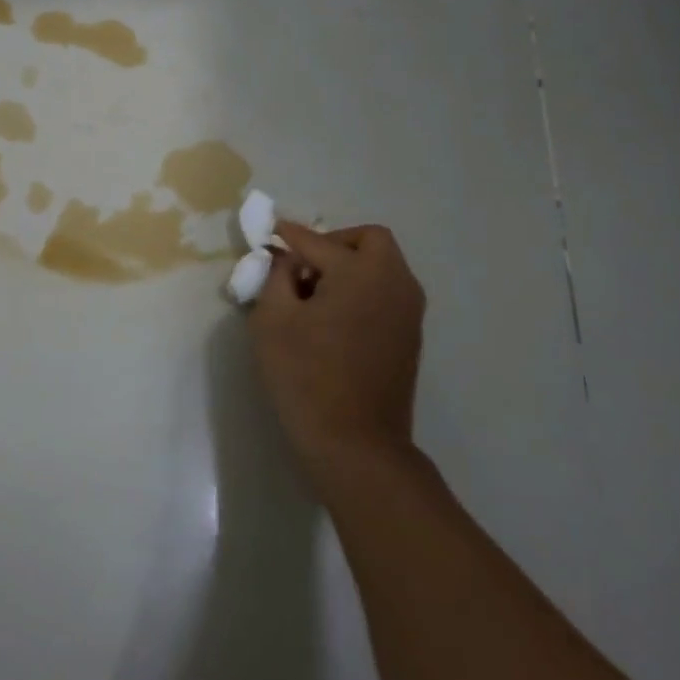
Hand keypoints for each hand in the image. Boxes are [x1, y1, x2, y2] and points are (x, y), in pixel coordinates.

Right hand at [248, 221, 426, 490]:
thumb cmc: (305, 376)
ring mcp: (408, 311)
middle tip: (303, 265)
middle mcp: (393, 283)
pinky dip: (363, 289)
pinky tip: (335, 317)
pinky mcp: (410, 336)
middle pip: (369, 241)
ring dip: (351, 266)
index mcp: (360, 273)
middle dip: (334, 243)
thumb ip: (276, 277)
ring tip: (315, 293)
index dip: (288, 235)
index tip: (269, 235)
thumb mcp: (272, 320)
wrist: (356, 443)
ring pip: (383, 266)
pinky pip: (387, 292)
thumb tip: (285, 259)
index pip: (316, 241)